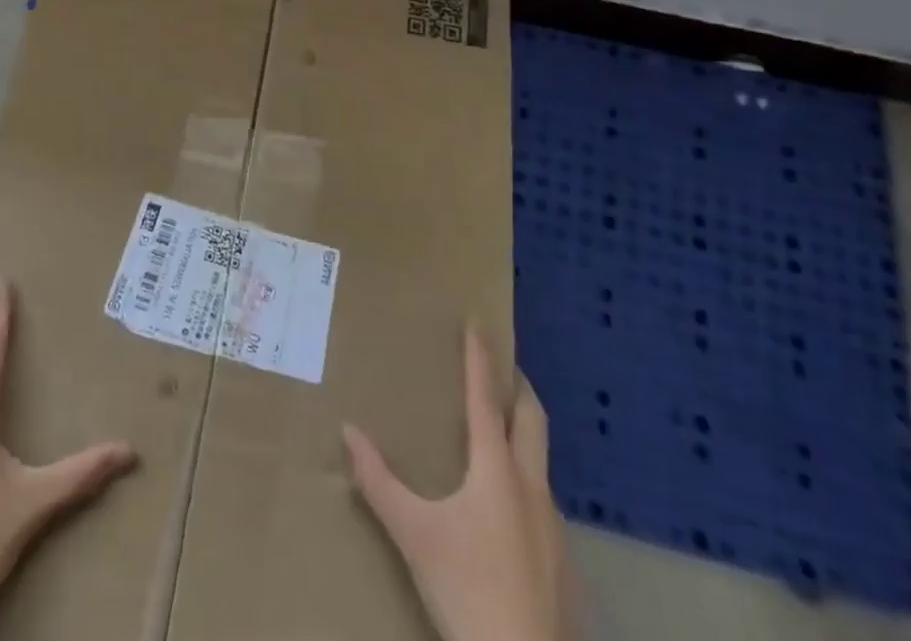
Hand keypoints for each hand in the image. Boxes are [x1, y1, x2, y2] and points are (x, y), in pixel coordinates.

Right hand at [343, 325, 571, 640]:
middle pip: (533, 418)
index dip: (480, 357)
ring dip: (526, 434)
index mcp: (495, 468)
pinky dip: (528, 481)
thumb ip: (378, 481)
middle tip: (504, 368)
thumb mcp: (413, 533)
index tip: (479, 322)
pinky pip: (545, 501)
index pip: (486, 396)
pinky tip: (511, 508)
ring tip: (502, 434)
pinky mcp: (563, 560)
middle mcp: (530, 485)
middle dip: (520, 386)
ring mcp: (553, 524)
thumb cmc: (466, 587)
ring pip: (543, 460)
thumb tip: (347, 431)